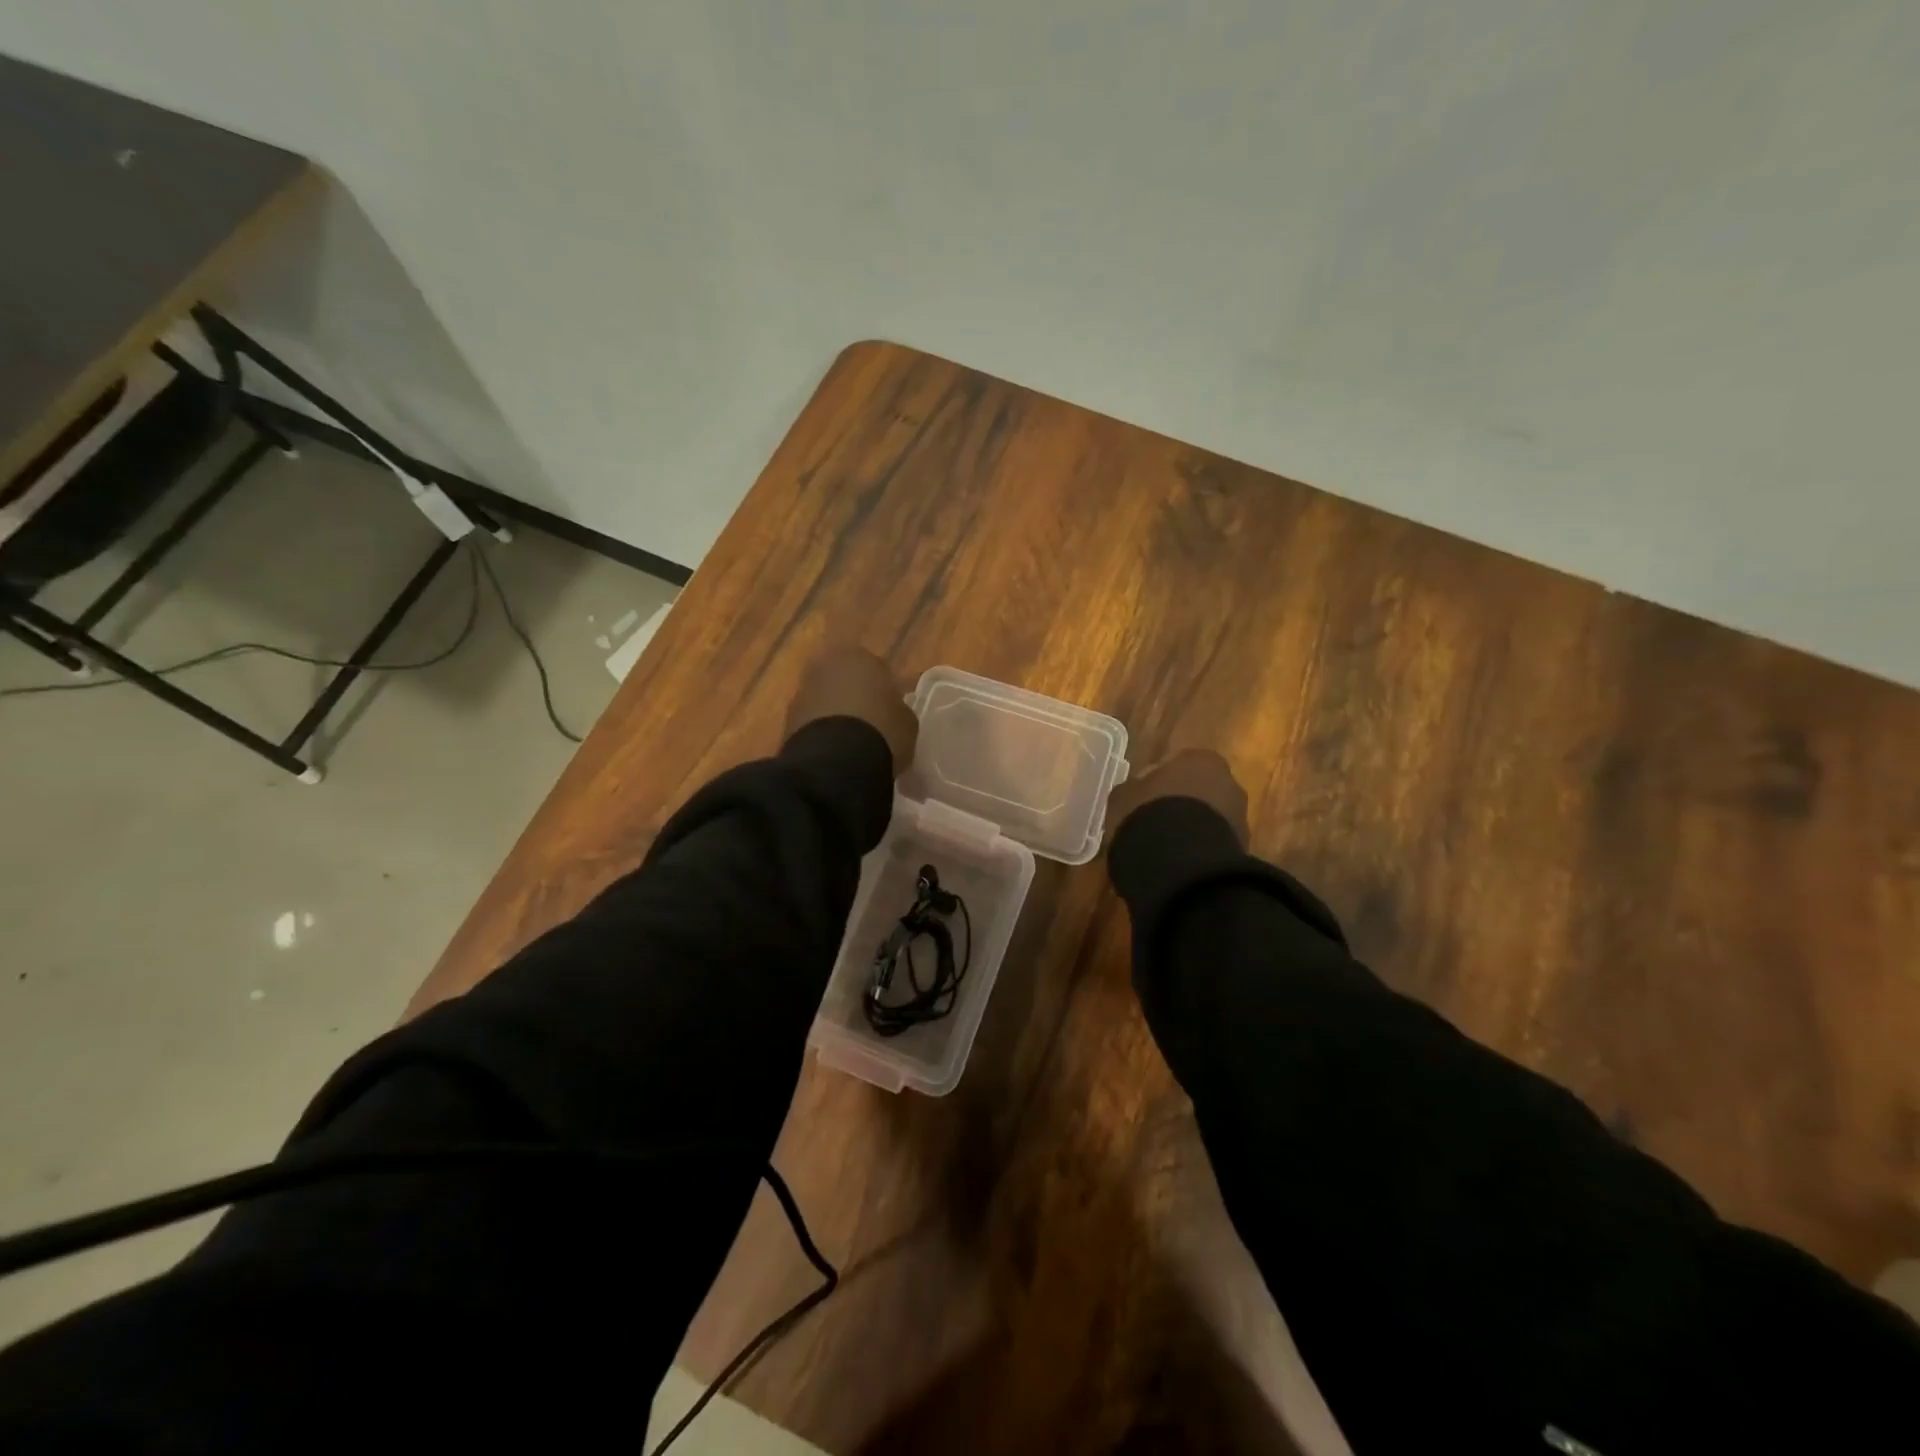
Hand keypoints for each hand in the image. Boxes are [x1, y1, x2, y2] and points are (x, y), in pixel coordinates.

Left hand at [787, 645, 917, 777]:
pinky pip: (812, 720)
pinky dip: (821, 731)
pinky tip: (834, 751)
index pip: (876, 669)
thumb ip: (898, 709)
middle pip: (845, 680)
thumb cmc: (882, 731)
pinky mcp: (787, 717)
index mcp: (861, 657)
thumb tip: (893, 711)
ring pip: (825, 699)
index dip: (884, 692)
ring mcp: (803, 690)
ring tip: (850, 742)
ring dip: (835, 714)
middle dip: (854, 697)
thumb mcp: (907, 721)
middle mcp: (827, 665)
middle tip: (869, 723)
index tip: (890, 712)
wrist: (837, 761)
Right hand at [1107, 748, 1248, 846]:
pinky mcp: (1243, 844)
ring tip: (1167, 845)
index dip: (1158, 782)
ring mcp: (1239, 813)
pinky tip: (1180, 860)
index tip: (1143, 798)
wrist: (1181, 860)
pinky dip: (1201, 846)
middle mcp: (1225, 779)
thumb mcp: (1123, 797)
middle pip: (1199, 788)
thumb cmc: (1148, 814)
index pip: (1175, 764)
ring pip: (1210, 815)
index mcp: (1197, 758)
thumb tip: (1136, 792)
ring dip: (1193, 825)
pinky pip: (1214, 839)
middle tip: (1157, 820)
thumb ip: (1133, 789)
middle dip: (1181, 802)